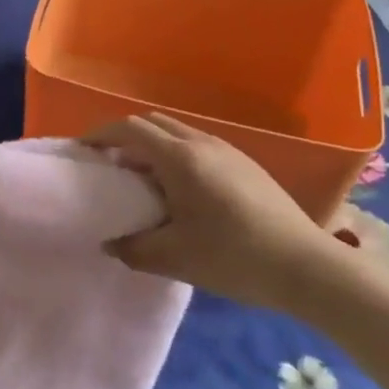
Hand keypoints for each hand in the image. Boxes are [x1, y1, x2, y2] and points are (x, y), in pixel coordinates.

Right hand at [83, 114, 332, 309]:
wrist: (305, 265)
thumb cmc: (234, 256)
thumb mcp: (176, 258)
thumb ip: (134, 249)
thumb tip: (110, 242)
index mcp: (179, 157)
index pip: (129, 128)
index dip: (101, 135)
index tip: (83, 151)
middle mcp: (200, 142)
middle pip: (152, 123)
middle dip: (125, 137)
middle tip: (108, 166)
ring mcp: (226, 149)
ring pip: (176, 133)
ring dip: (152, 146)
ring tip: (141, 180)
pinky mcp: (244, 163)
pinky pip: (197, 145)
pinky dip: (175, 155)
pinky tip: (181, 192)